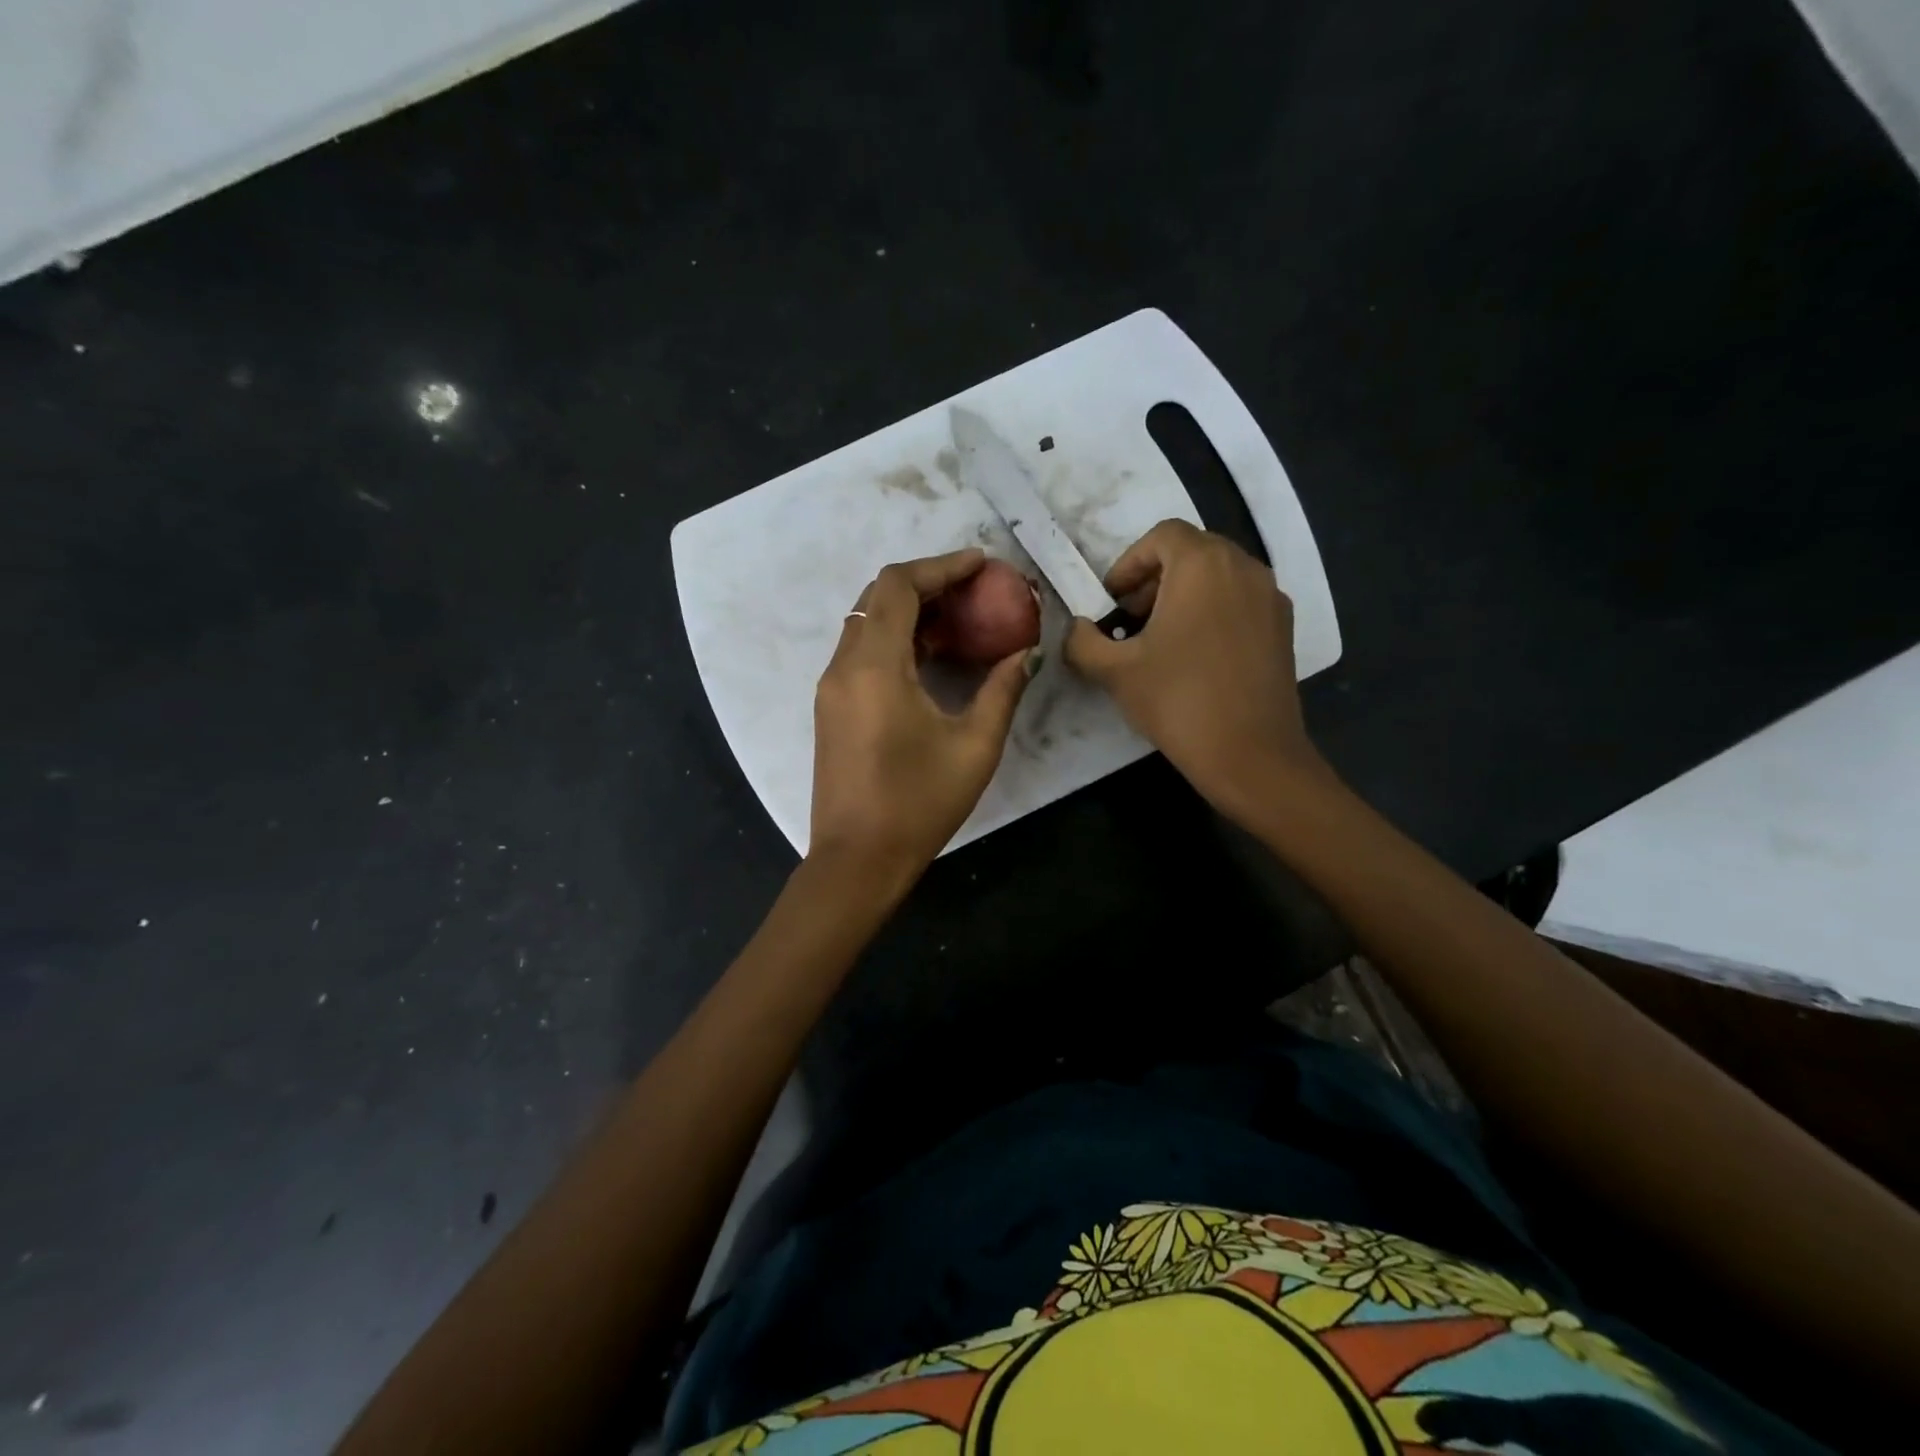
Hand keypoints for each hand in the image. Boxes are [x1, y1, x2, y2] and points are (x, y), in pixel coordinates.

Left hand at [810, 549, 1036, 879]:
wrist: (857, 860)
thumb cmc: (918, 804)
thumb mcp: (975, 747)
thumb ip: (1002, 690)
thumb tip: (1026, 653)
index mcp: (875, 666)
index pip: (898, 586)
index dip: (941, 566)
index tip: (981, 564)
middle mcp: (844, 666)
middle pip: (878, 597)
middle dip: (927, 584)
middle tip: (975, 591)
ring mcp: (831, 687)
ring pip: (867, 623)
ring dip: (910, 611)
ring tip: (961, 621)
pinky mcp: (831, 707)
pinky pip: (862, 651)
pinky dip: (896, 638)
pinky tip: (932, 656)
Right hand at [1065, 520, 1326, 820]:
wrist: (1250, 754)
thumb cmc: (1178, 701)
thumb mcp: (1115, 671)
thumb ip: (1083, 641)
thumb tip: (1077, 629)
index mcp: (1203, 564)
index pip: (1161, 536)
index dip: (1129, 564)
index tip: (1112, 603)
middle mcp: (1244, 567)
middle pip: (1191, 552)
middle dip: (1154, 580)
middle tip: (1130, 622)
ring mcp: (1271, 597)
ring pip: (1218, 577)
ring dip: (1183, 596)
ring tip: (1160, 642)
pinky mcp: (1284, 628)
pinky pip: (1240, 601)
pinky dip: (1212, 613)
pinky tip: (1195, 658)